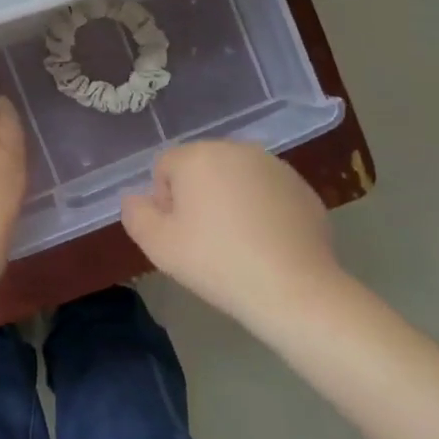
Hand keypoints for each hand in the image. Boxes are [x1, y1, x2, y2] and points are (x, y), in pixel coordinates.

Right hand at [120, 140, 349, 334]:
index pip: (165, 167)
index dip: (164, 202)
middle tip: (205, 239)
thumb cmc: (217, 262)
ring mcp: (275, 166)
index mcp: (198, 156)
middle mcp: (237, 149)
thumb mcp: (158, 245)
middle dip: (197, 195)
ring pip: (235, 178)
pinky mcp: (302, 188)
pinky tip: (266, 244)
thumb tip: (135, 198)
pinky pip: (266, 192)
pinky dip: (261, 209)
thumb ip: (135, 213)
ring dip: (229, 200)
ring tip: (237, 243)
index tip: (179, 233)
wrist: (294, 289)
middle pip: (201, 167)